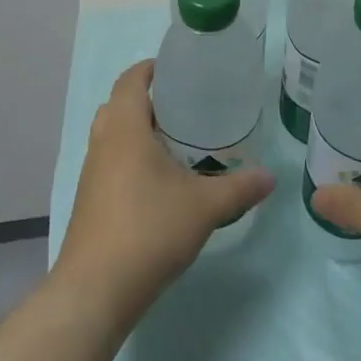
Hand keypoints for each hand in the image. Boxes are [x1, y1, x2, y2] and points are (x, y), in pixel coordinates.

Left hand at [54, 59, 274, 327]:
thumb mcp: (205, 206)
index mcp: (125, 128)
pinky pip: (111, 163)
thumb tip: (271, 177)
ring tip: (177, 143)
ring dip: (139, 132)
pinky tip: (160, 183)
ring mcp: (92, 174)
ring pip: (113, 136)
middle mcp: (103, 143)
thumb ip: (240, 187)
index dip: (151, 68)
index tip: (180, 69)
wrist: (95, 291)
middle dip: (149, 101)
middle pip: (120, 105)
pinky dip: (132, 159)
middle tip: (186, 107)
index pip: (131, 79)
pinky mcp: (89, 202)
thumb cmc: (149, 230)